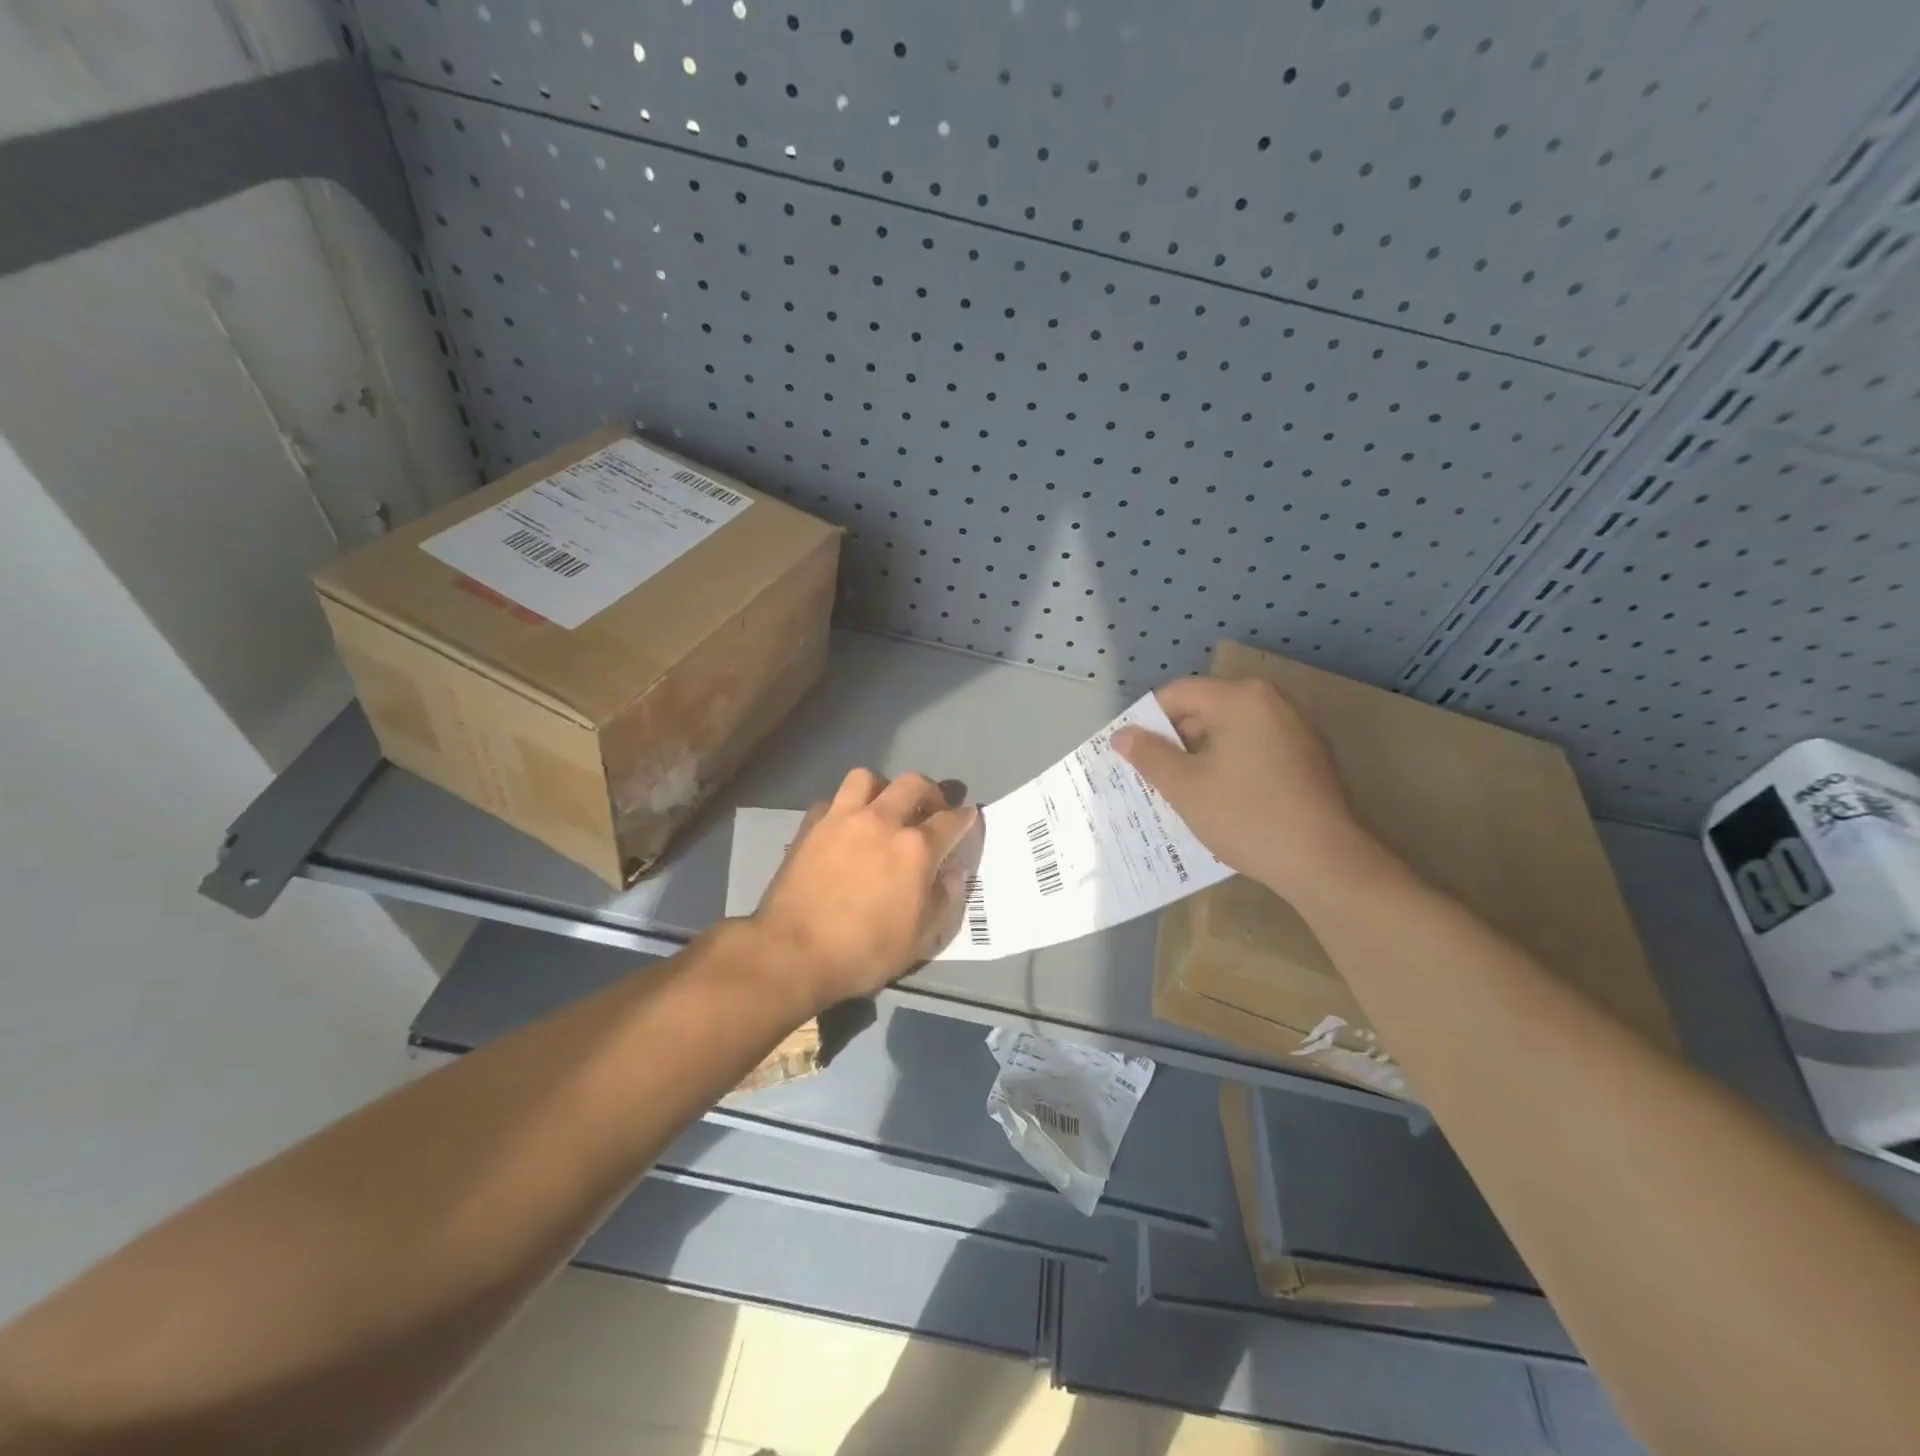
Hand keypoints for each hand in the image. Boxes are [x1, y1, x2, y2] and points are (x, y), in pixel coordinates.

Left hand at [750, 769, 980, 1011]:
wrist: (794, 951)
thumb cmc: (865, 951)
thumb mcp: (920, 938)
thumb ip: (943, 900)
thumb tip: (953, 873)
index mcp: (915, 849)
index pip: (951, 821)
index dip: (965, 817)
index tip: (969, 816)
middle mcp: (882, 821)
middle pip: (913, 784)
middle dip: (930, 791)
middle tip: (931, 809)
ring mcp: (842, 818)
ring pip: (867, 778)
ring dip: (883, 787)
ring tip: (884, 806)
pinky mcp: (811, 826)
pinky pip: (832, 800)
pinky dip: (844, 807)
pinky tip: (845, 826)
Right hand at [1112, 676, 1385, 901]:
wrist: (1328, 863)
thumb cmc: (1247, 816)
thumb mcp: (1185, 787)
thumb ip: (1149, 755)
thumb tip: (1123, 735)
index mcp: (1241, 698)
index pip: (1177, 694)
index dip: (1146, 722)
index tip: (1128, 754)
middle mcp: (1272, 701)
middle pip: (1205, 710)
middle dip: (1174, 742)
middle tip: (1151, 778)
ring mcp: (1296, 728)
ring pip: (1230, 732)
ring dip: (1201, 757)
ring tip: (1181, 793)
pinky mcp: (1309, 757)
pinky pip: (1255, 749)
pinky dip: (1231, 766)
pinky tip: (1221, 801)